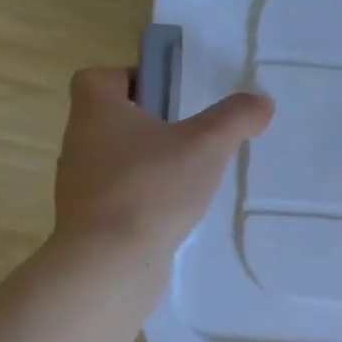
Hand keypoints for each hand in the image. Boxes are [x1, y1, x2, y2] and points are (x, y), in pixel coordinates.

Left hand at [51, 69, 273, 255]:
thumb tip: (262, 101)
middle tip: (193, 135)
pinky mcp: (89, 223)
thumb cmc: (152, 189)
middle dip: (152, 124)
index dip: (133, 78)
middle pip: (113, 120)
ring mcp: (81, 186)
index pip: (100, 77)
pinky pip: (120, 198)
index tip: (170, 95)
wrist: (109, 264)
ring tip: (191, 177)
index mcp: (96, 111)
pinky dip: (145, 200)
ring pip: (117, 161)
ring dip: (150, 164)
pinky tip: (177, 214)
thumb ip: (237, 118)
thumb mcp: (207, 144)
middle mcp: (80, 143)